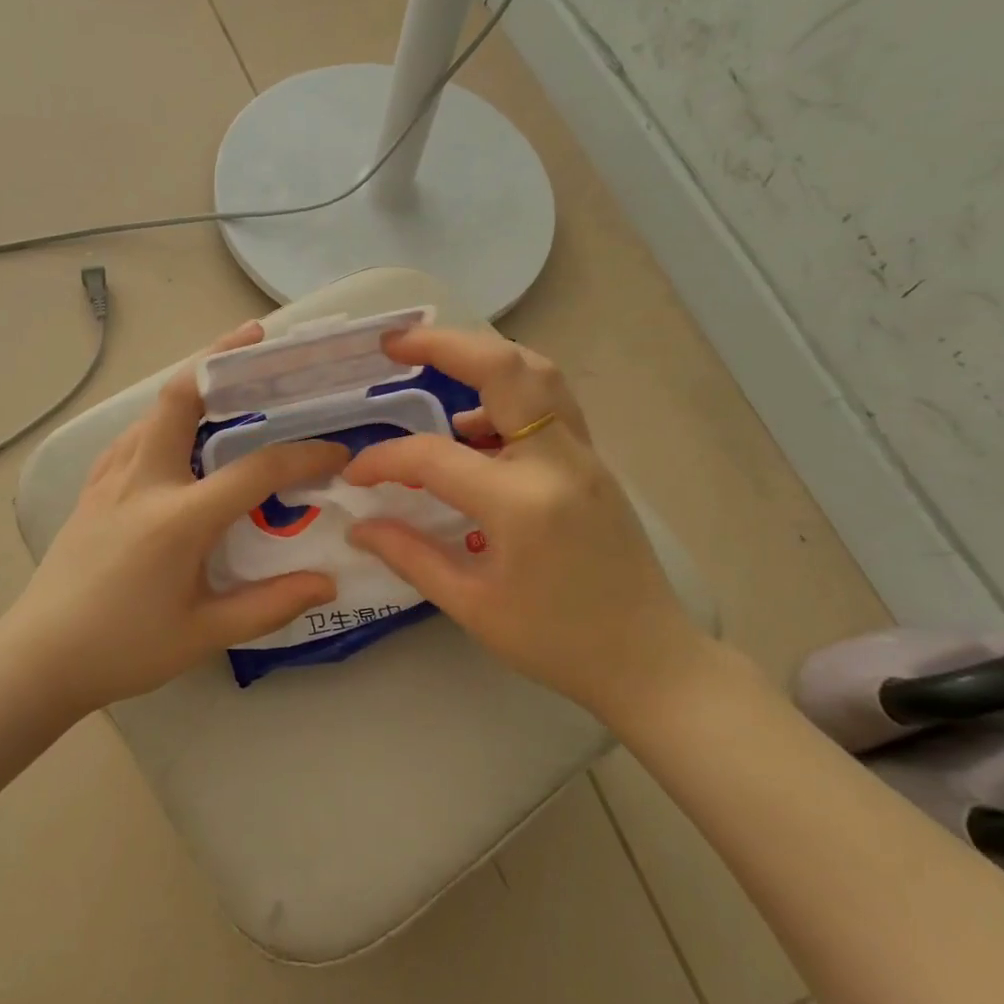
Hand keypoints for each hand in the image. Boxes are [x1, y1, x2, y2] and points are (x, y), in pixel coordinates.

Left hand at [0, 322, 348, 712]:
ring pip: (154, 410)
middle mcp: (142, 481)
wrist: (39, 657)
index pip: (255, 470)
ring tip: (231, 379)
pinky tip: (180, 434)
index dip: (303, 457)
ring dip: (194, 385)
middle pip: (180, 397)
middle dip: (220, 357)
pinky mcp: (93, 488)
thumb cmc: (124, 649)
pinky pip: (134, 435)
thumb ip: (270, 604)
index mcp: (177, 518)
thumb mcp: (204, 634)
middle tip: (259, 338)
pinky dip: (164, 417)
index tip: (336, 454)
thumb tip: (329, 581)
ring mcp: (111, 479)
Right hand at [343, 327, 711, 721]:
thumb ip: (410, 556)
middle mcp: (558, 461)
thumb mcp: (472, 606)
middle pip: (505, 367)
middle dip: (444, 343)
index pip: (434, 456)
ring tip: (434, 369)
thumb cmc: (556, 643)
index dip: (384, 460)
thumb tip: (359, 525)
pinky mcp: (594, 463)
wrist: (649, 661)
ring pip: (537, 373)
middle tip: (395, 342)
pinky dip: (508, 395)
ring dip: (483, 359)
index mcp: (522, 503)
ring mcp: (584, 456)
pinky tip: (475, 428)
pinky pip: (550, 405)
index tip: (355, 476)